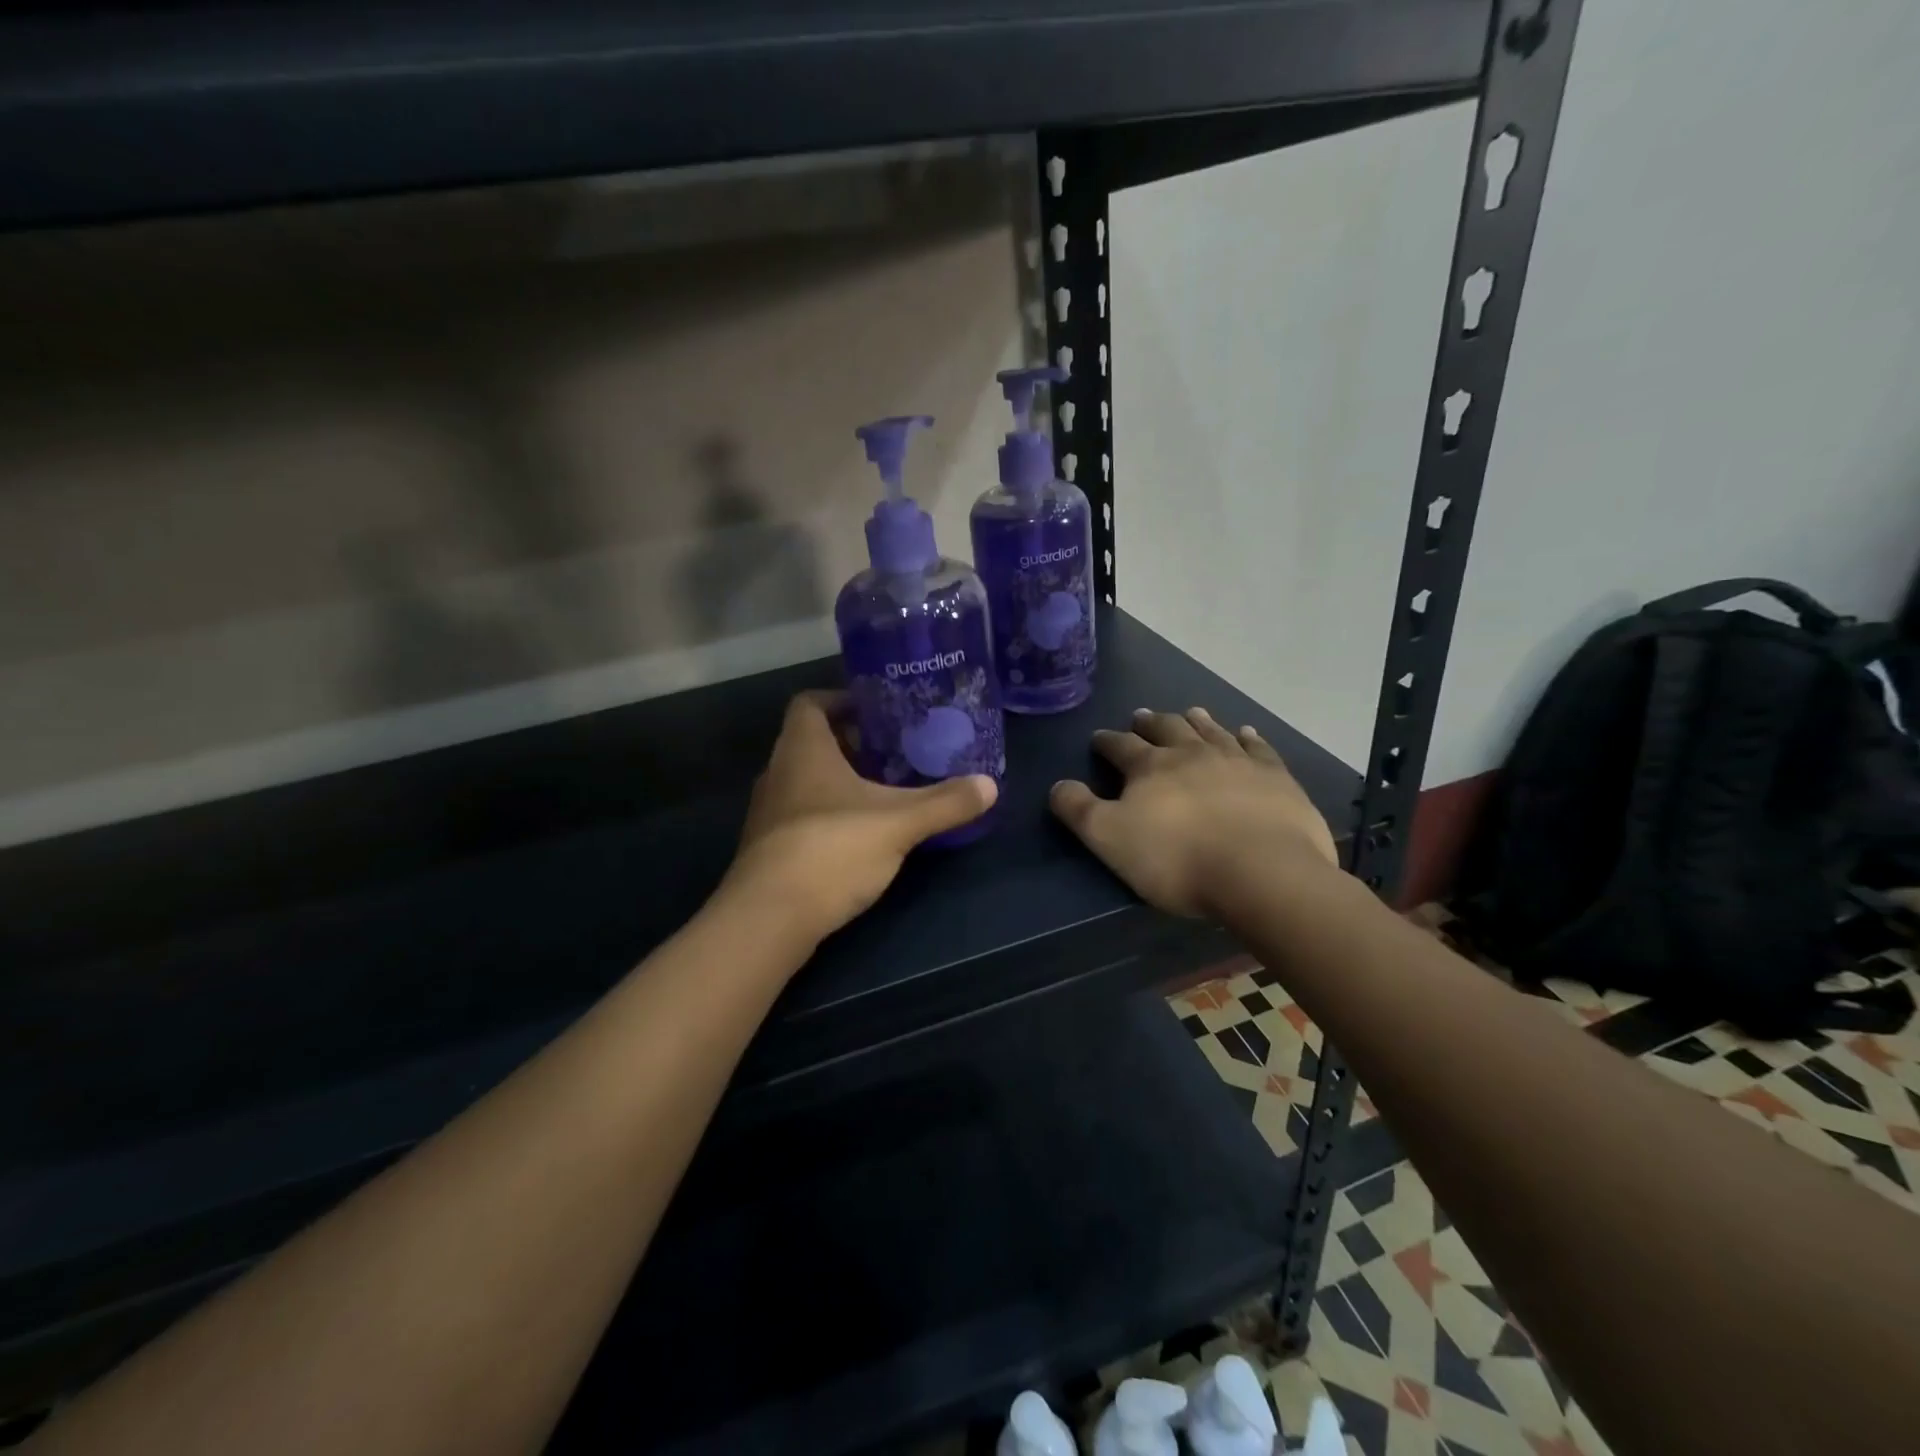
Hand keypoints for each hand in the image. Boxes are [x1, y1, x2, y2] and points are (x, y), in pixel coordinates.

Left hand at [719, 690, 997, 946]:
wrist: (769, 917)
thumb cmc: (832, 849)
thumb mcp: (900, 823)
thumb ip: (945, 803)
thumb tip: (990, 786)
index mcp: (803, 749)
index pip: (810, 703)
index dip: (841, 700)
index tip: (877, 710)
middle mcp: (778, 771)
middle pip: (811, 741)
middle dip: (851, 742)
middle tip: (893, 751)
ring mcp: (769, 811)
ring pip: (805, 779)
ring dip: (840, 779)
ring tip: (883, 790)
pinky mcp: (769, 846)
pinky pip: (801, 812)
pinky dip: (829, 811)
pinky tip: (859, 833)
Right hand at [1050, 707, 1337, 916]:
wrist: (1262, 872)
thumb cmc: (1177, 859)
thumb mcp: (1109, 839)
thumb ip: (1078, 810)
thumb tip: (1058, 785)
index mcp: (1150, 766)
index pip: (1121, 746)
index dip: (1107, 741)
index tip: (1099, 739)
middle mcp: (1192, 753)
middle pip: (1168, 729)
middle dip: (1151, 723)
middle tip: (1142, 716)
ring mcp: (1238, 761)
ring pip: (1212, 731)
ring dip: (1198, 721)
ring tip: (1191, 712)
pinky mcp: (1276, 777)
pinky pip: (1259, 748)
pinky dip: (1249, 738)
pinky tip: (1247, 733)